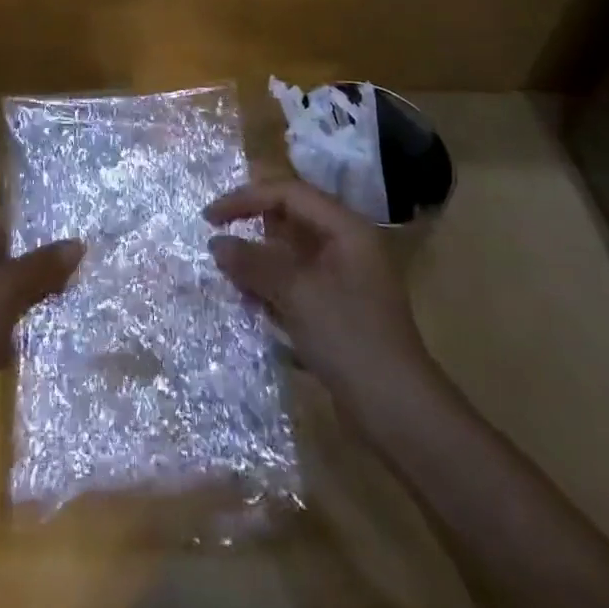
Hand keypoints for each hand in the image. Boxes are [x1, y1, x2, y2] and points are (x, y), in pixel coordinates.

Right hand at [206, 179, 431, 412]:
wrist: (398, 413)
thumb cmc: (349, 338)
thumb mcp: (296, 293)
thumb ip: (253, 262)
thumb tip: (216, 242)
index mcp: (346, 228)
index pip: (288, 194)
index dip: (246, 198)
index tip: (210, 218)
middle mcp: (347, 246)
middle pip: (290, 221)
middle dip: (252, 231)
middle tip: (217, 246)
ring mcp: (344, 279)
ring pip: (290, 254)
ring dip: (259, 263)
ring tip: (230, 279)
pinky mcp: (338, 310)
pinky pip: (296, 283)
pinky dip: (272, 288)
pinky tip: (252, 306)